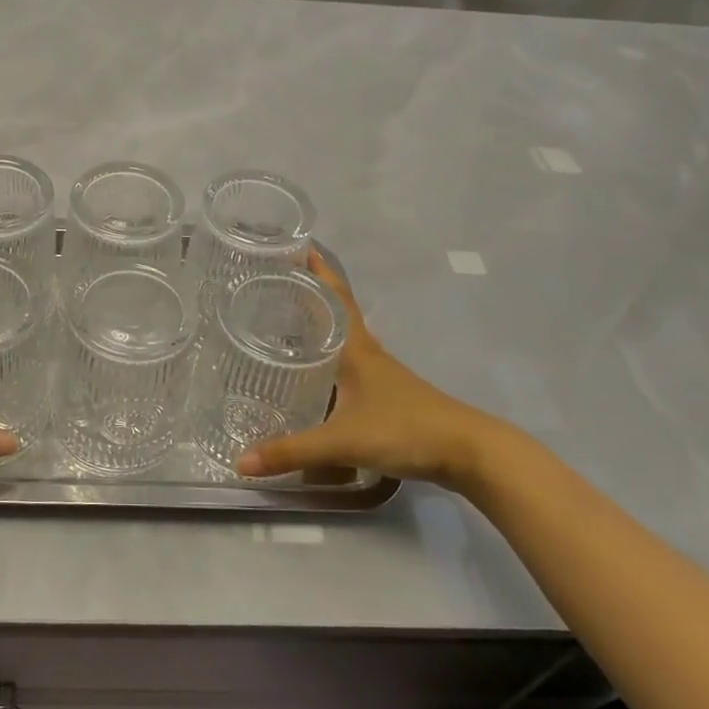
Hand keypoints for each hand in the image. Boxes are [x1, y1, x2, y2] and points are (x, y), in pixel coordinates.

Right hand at [236, 251, 520, 491]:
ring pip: (343, 341)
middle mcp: (367, 354)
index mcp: (356, 349)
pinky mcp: (388, 397)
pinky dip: (330, 361)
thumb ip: (291, 450)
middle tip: (274, 284)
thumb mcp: (342, 441)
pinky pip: (350, 367)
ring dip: (319, 328)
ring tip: (286, 324)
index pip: (334, 296)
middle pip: (336, 313)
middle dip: (309, 295)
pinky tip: (316, 377)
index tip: (296, 245)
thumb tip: (241, 463)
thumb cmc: (404, 430)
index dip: (317, 270)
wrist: (467, 452)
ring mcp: (380, 375)